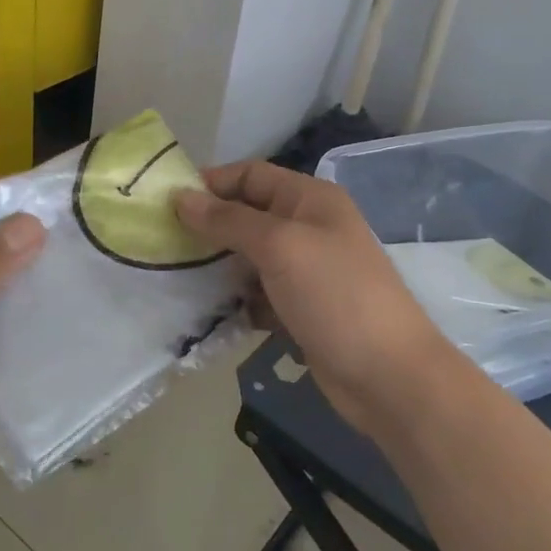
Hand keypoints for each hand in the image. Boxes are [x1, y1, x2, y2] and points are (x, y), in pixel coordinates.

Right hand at [174, 162, 476, 437]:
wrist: (387, 374)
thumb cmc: (335, 294)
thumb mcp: (280, 246)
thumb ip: (229, 220)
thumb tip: (182, 197)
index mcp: (311, 200)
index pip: (253, 175)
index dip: (212, 183)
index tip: (167, 202)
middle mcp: (310, 228)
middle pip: (249, 216)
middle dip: (210, 228)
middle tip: (164, 244)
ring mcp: (307, 272)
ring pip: (251, 259)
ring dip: (220, 268)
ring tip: (178, 280)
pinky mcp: (302, 311)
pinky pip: (260, 296)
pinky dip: (238, 302)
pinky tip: (212, 315)